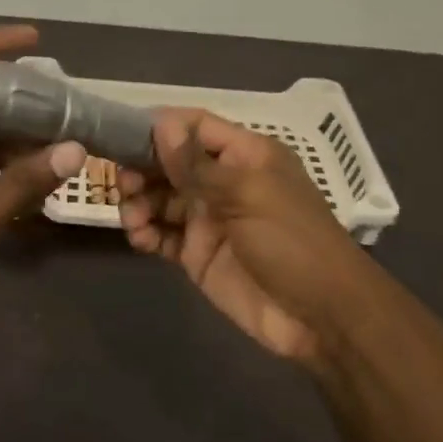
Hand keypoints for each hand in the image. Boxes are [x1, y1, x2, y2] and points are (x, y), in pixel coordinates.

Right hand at [118, 109, 373, 364]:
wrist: (320, 317)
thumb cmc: (291, 242)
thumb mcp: (247, 195)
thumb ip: (199, 165)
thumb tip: (162, 124)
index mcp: (244, 156)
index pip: (195, 126)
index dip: (161, 127)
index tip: (122, 135)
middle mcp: (222, 182)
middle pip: (170, 162)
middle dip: (142, 168)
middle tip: (121, 184)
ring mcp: (208, 219)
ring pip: (160, 199)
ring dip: (139, 202)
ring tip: (132, 218)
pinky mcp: (197, 255)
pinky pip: (162, 235)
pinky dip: (146, 234)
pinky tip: (140, 239)